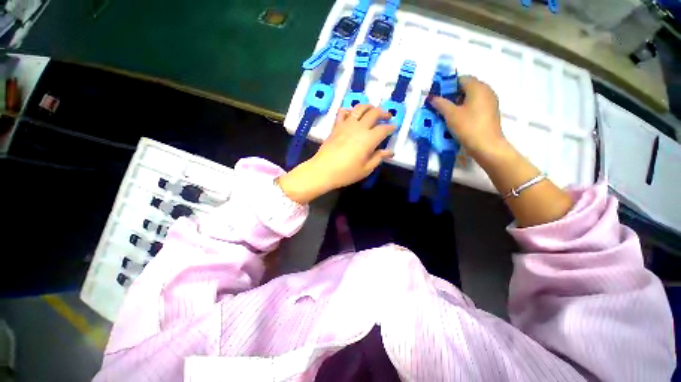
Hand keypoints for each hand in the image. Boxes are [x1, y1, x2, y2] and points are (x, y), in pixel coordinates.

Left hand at [277, 104, 394, 203]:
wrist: (323, 171)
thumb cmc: (346, 173)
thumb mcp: (366, 169)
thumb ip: (378, 158)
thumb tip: (390, 152)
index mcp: (368, 139)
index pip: (383, 129)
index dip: (391, 127)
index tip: (394, 127)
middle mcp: (359, 128)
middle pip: (374, 113)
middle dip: (383, 112)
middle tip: (387, 116)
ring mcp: (346, 125)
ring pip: (359, 108)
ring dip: (368, 107)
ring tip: (372, 110)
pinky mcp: (336, 126)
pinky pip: (343, 112)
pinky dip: (349, 110)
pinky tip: (352, 114)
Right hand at [430, 76, 505, 160]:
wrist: (487, 145)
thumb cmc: (468, 127)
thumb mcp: (450, 115)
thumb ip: (440, 104)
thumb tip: (432, 98)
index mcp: (478, 87)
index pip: (461, 79)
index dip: (448, 85)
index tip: (438, 96)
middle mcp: (486, 90)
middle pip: (467, 87)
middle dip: (453, 94)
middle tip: (441, 105)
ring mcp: (490, 101)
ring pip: (472, 96)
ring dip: (459, 102)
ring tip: (448, 113)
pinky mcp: (490, 112)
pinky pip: (476, 104)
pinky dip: (466, 108)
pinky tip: (459, 118)